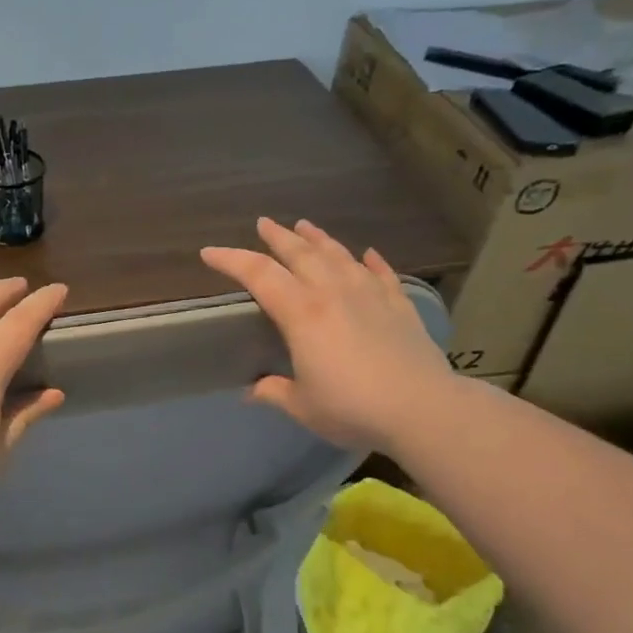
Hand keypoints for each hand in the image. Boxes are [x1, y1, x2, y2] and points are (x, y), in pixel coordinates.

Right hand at [200, 217, 456, 452]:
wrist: (423, 409)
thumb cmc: (352, 407)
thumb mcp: (302, 405)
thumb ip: (275, 391)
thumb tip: (254, 390)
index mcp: (302, 313)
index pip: (258, 274)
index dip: (230, 260)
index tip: (209, 253)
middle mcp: (333, 292)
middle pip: (300, 253)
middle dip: (277, 237)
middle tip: (263, 223)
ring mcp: (370, 295)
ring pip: (339, 255)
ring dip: (319, 238)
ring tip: (305, 225)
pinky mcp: (399, 306)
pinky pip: (382, 274)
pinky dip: (372, 262)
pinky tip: (367, 254)